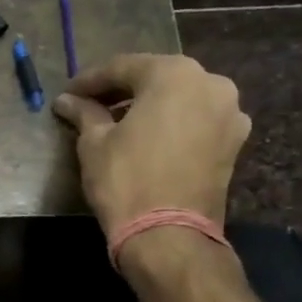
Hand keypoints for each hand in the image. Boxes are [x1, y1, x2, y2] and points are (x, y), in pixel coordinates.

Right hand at [51, 54, 250, 236]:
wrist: (168, 234)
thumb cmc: (125, 180)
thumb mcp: (94, 143)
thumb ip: (84, 113)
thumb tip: (67, 101)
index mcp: (174, 74)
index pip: (122, 67)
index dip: (90, 80)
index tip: (67, 93)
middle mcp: (210, 83)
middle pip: (156, 78)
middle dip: (122, 89)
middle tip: (91, 104)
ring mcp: (229, 113)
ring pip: (180, 98)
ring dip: (149, 105)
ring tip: (118, 122)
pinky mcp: (234, 141)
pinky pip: (196, 120)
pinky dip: (172, 123)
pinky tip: (147, 137)